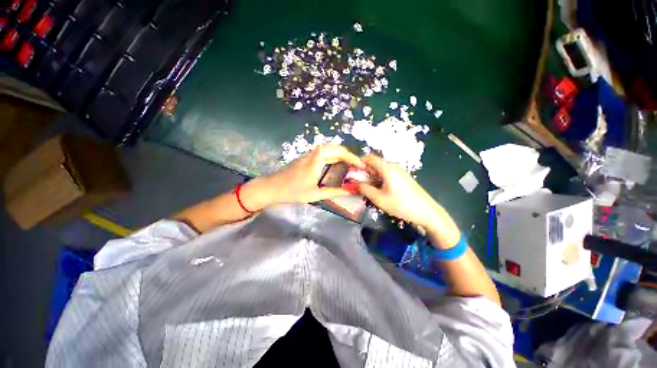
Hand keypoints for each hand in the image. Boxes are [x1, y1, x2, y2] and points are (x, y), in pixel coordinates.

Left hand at [242, 145, 363, 209]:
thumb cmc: (292, 192)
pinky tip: (335, 163)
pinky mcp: (305, 158)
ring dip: (339, 153)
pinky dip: (332, 155)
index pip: (334, 151)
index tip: (359, 163)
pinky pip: (322, 152)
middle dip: (346, 153)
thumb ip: (333, 192)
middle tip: (355, 163)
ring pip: (327, 148)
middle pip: (332, 147)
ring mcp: (307, 155)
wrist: (271, 188)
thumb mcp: (314, 195)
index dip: (349, 155)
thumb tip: (349, 191)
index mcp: (314, 162)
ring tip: (349, 163)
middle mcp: (311, 155)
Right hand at [357, 154, 460, 247]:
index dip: (360, 163)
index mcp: (387, 168)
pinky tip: (380, 191)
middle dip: (365, 172)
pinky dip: (380, 180)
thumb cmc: (401, 204)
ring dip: (372, 177)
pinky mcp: (404, 177)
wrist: (427, 212)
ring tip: (369, 190)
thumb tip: (356, 183)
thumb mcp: (379, 199)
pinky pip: (388, 174)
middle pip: (375, 164)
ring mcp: (400, 171)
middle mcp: (394, 166)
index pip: (370, 158)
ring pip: (381, 170)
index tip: (353, 173)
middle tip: (359, 184)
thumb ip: (365, 189)